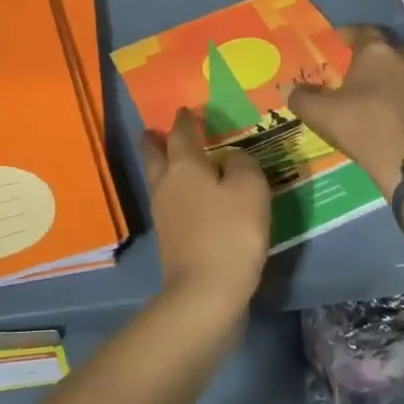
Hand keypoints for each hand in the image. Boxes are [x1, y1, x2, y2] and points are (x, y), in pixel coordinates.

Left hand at [141, 107, 270, 316]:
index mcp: (185, 165)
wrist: (205, 294)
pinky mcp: (170, 239)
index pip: (181, 133)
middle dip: (155, 141)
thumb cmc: (230, 233)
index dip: (185, 120)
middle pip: (155, 155)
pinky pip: (169, 202)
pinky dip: (175, 192)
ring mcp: (164, 214)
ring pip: (158, 179)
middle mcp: (167, 184)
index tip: (185, 110)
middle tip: (153, 130)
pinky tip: (189, 197)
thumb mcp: (250, 189)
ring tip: (170, 158)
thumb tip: (231, 158)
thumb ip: (243, 163)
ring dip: (161, 165)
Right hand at [288, 25, 403, 195]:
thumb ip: (301, 97)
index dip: (350, 34)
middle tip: (367, 69)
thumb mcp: (320, 113)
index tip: (340, 41)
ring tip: (395, 85)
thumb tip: (286, 88)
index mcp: (377, 54)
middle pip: (395, 49)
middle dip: (381, 55)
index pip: (364, 32)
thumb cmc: (361, 127)